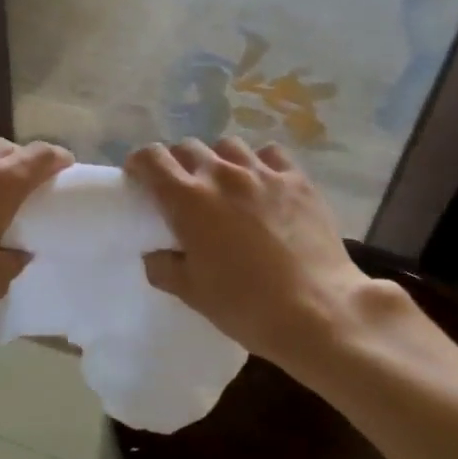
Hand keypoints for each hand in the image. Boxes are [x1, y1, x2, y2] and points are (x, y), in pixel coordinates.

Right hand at [124, 139, 400, 372]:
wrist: (318, 311)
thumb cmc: (245, 306)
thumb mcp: (192, 293)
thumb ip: (164, 267)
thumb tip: (156, 254)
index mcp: (188, 200)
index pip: (152, 159)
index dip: (140, 163)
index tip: (139, 178)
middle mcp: (222, 175)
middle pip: (189, 147)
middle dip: (178, 163)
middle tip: (182, 189)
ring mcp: (263, 173)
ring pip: (229, 146)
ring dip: (218, 160)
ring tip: (224, 184)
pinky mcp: (297, 180)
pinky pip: (270, 154)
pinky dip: (259, 163)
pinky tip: (263, 184)